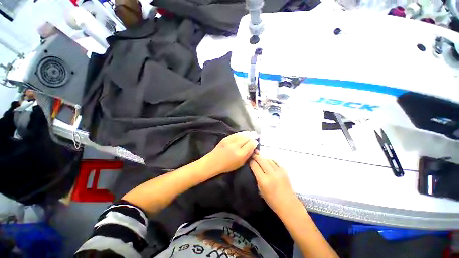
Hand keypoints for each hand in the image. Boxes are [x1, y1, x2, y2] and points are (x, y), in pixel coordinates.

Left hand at [202, 131, 258, 174]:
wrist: (213, 162)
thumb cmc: (227, 166)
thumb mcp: (240, 164)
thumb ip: (247, 155)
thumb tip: (253, 148)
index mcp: (240, 154)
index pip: (250, 144)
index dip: (254, 142)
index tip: (256, 142)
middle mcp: (236, 146)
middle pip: (247, 138)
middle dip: (252, 136)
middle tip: (256, 134)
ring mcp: (230, 141)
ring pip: (241, 134)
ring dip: (248, 133)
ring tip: (252, 132)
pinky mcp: (226, 138)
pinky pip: (236, 134)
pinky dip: (241, 133)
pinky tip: (244, 132)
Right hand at [250, 154, 298, 212]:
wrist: (288, 204)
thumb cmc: (271, 200)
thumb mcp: (260, 190)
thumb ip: (257, 177)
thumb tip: (254, 167)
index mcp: (263, 181)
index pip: (254, 166)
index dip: (250, 161)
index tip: (248, 159)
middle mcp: (271, 174)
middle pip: (261, 160)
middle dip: (255, 156)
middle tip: (252, 154)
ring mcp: (279, 172)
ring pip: (268, 160)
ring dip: (263, 158)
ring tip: (259, 158)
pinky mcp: (284, 171)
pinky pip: (275, 162)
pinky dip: (270, 161)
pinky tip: (268, 162)